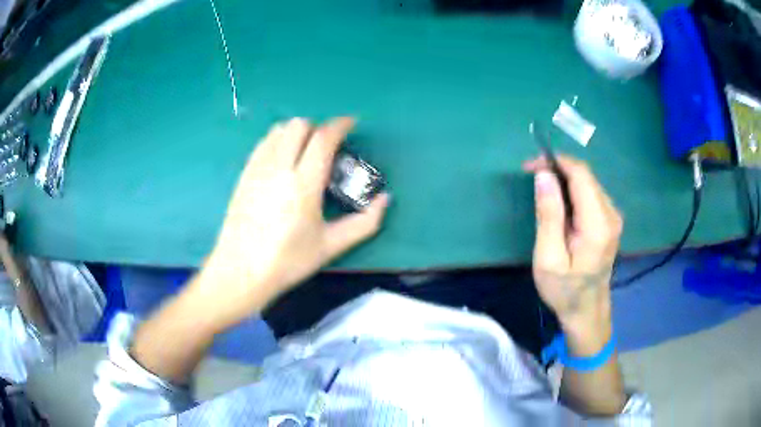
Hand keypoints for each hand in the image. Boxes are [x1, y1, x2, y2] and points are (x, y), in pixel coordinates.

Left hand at [198, 117, 389, 321]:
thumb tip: (385, 198)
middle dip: (318, 128)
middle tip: (328, 147)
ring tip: (305, 152)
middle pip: (299, 125)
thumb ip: (364, 222)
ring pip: (279, 130)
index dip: (340, 125)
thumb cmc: (287, 261)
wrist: (240, 271)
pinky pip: (264, 143)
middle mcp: (279, 168)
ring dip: (297, 132)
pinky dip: (278, 140)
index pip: (323, 138)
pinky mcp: (244, 174)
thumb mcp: (331, 246)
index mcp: (303, 185)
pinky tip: (283, 160)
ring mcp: (257, 169)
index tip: (351, 124)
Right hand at [523, 156, 621, 353]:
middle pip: (586, 175)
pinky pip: (591, 194)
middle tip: (532, 175)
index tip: (531, 166)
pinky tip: (559, 203)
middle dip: (558, 168)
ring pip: (588, 182)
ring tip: (542, 189)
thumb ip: (549, 215)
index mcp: (598, 223)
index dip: (556, 162)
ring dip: (564, 179)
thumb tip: (544, 175)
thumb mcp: (549, 258)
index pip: (581, 174)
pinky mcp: (610, 221)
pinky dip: (572, 190)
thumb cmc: (564, 290)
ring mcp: (613, 217)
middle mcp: (611, 214)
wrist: (587, 311)